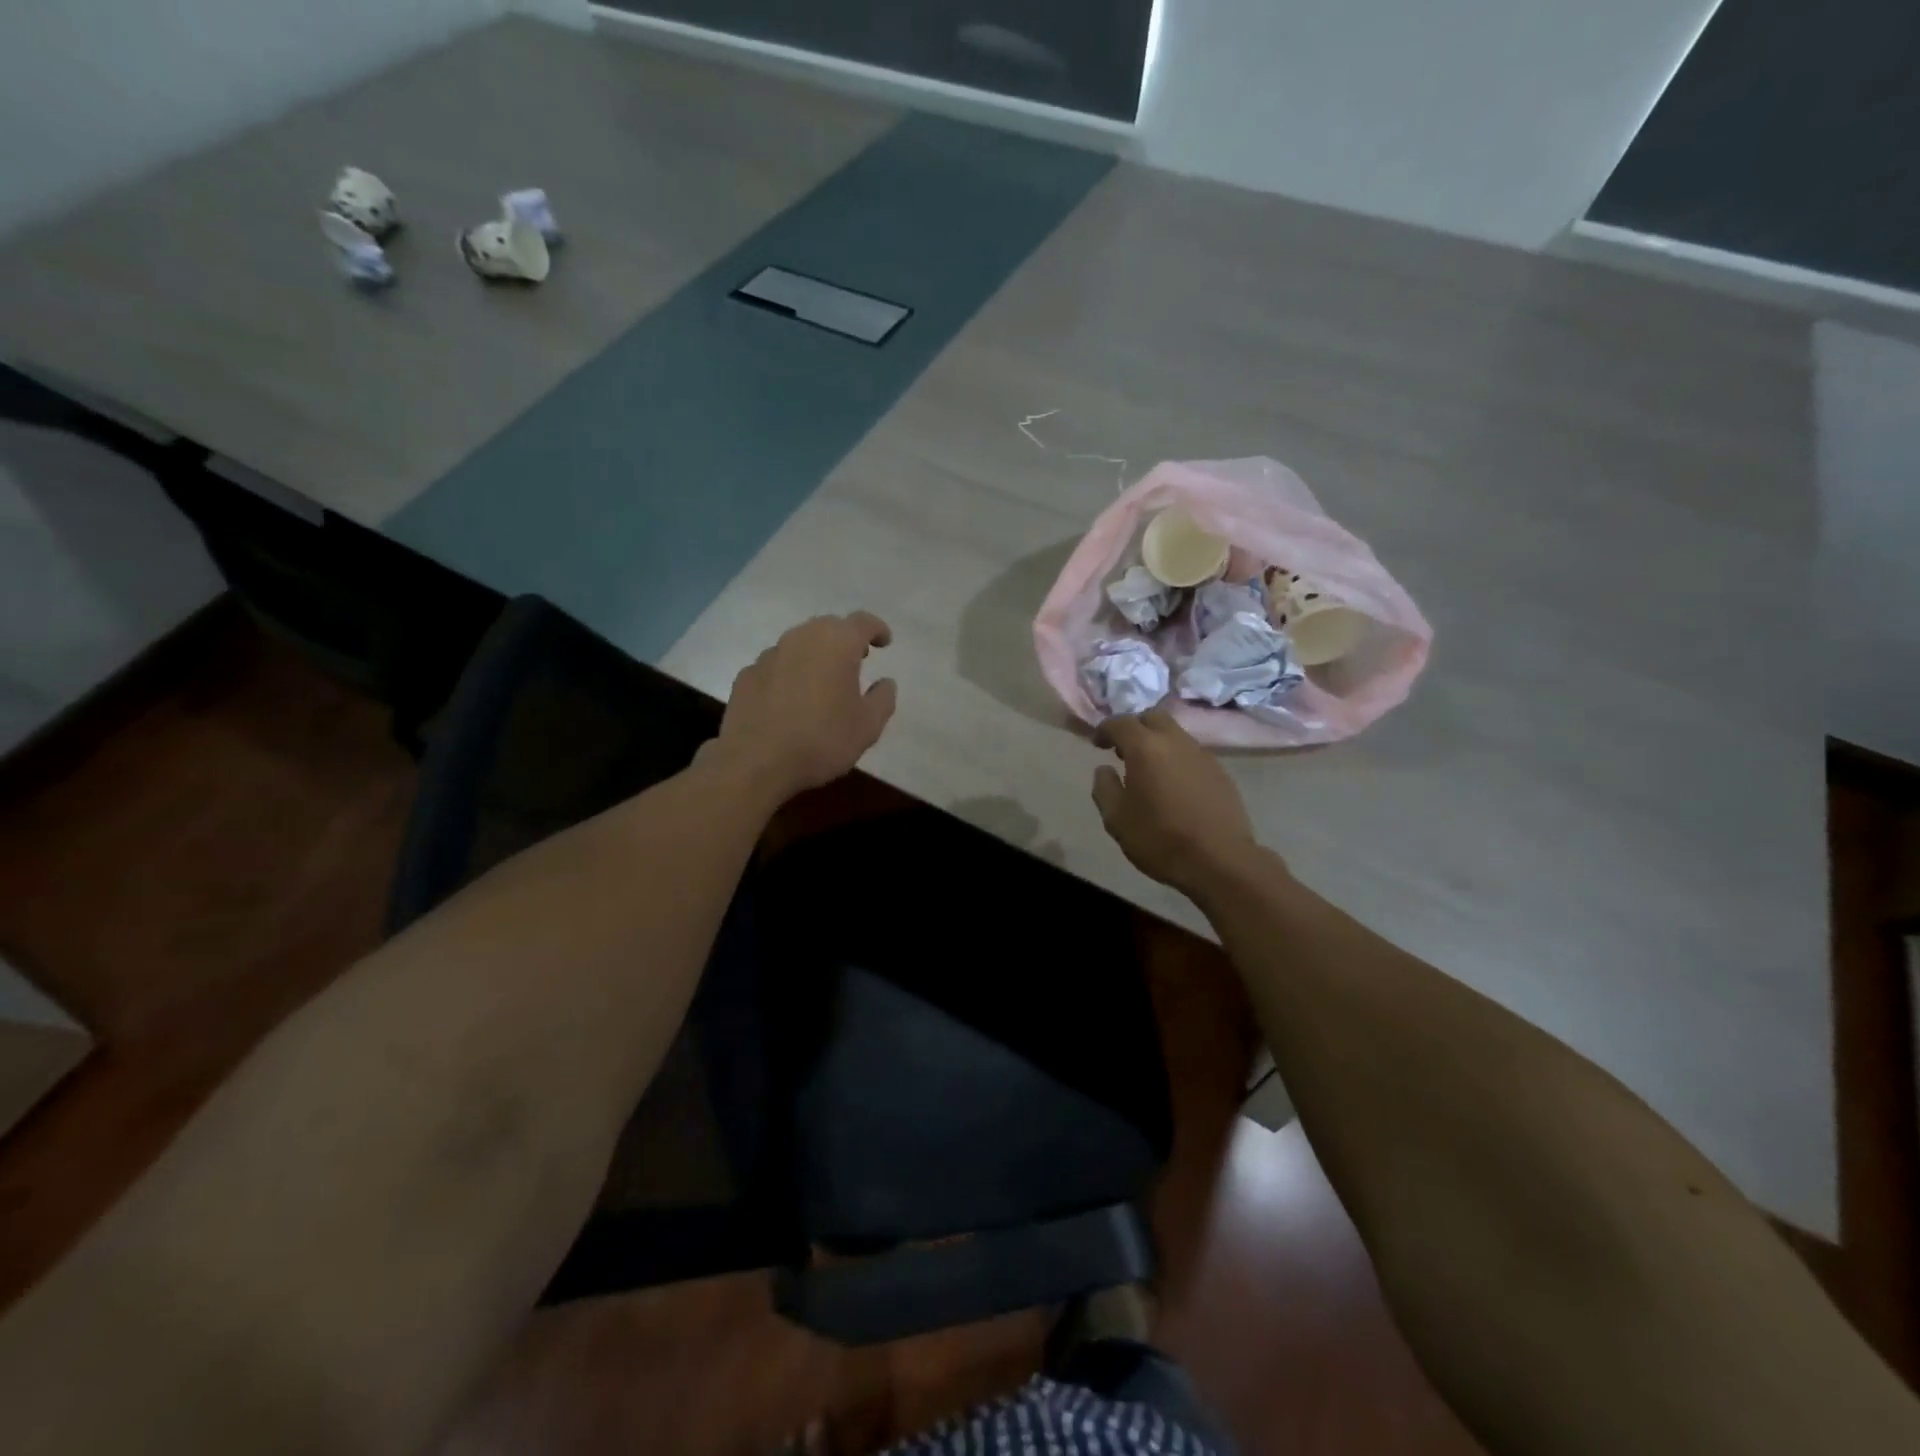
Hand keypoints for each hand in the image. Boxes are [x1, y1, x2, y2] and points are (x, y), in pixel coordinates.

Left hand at [706, 612, 896, 801]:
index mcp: (836, 644)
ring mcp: (769, 655)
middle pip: (828, 627)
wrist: (756, 763)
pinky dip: (789, 674)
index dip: (877, 629)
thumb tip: (885, 683)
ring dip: (815, 655)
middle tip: (856, 660)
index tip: (884, 642)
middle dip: (845, 639)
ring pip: (799, 644)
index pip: (862, 622)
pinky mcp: (746, 675)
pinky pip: (776, 665)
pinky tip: (791, 700)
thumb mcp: (868, 726)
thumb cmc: (822, 741)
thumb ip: (883, 699)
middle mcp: (801, 639)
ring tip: (823, 681)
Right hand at [1091, 709, 1266, 897]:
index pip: (1120, 723)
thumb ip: (1105, 788)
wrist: (1219, 861)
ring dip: (1158, 743)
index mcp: (1146, 748)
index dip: (1105, 729)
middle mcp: (1176, 742)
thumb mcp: (1116, 819)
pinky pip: (1191, 754)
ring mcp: (1202, 755)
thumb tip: (1105, 769)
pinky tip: (1173, 785)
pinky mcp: (1220, 772)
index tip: (1097, 744)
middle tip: (1123, 750)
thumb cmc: (1160, 839)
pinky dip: (1176, 759)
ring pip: (1175, 734)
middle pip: (1153, 718)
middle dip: (1135, 728)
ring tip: (1148, 770)